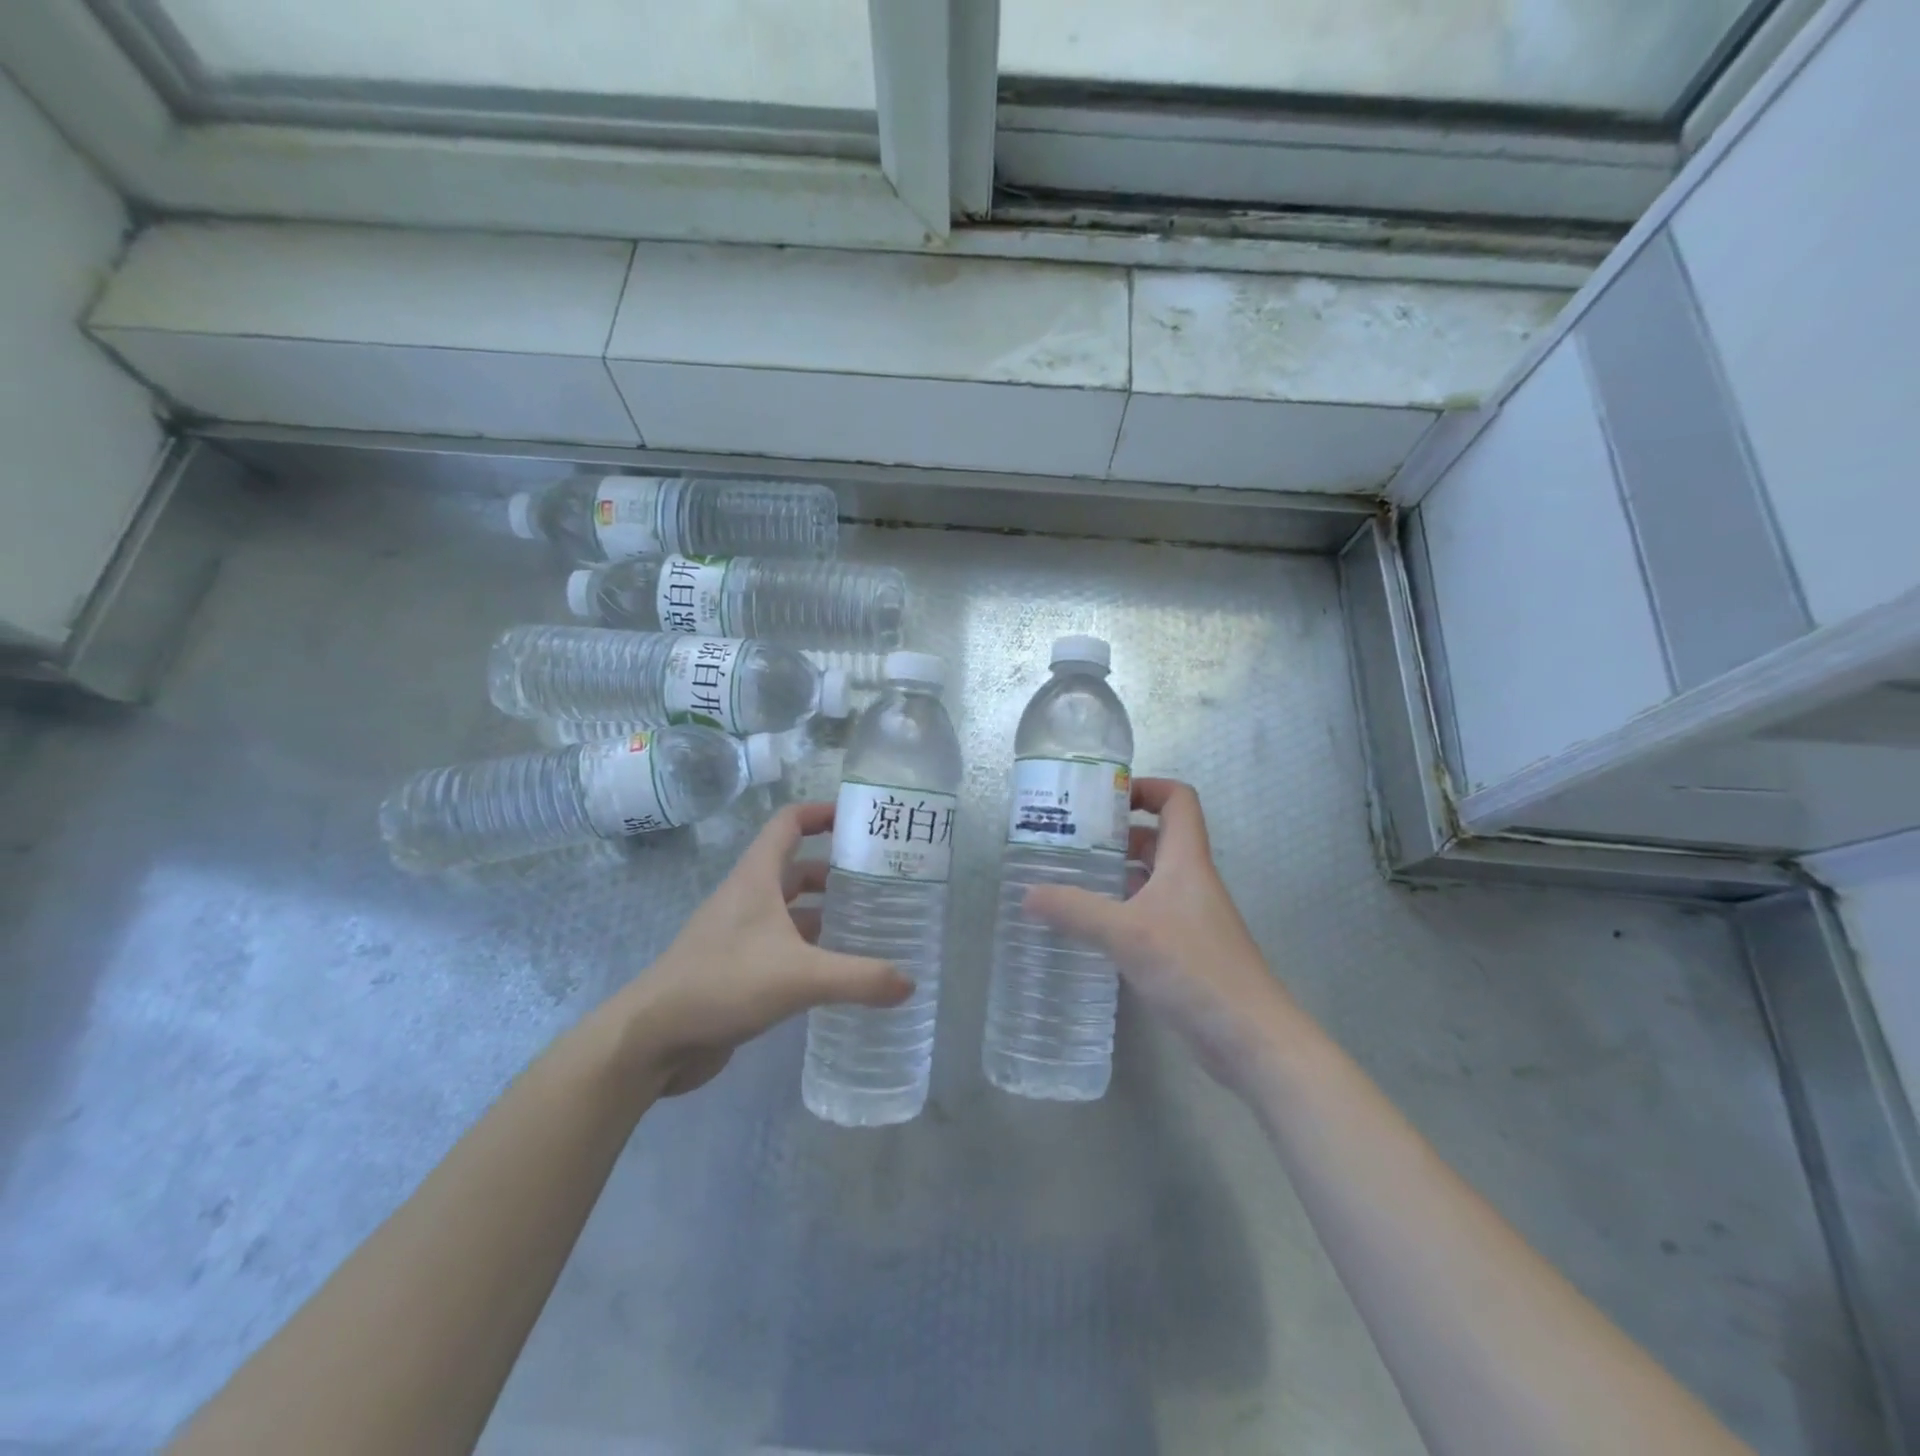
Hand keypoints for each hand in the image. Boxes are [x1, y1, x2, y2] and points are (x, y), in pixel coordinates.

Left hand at [611, 802, 911, 1095]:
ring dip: (824, 911)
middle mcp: (747, 898)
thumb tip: (910, 983)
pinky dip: (810, 948)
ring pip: (790, 909)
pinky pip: (782, 945)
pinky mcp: (737, 969)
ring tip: (869, 923)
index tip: (860, 820)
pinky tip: (838, 969)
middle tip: (880, 880)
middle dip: (836, 869)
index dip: (822, 812)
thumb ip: (859, 977)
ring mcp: (739, 934)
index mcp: (756, 878)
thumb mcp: (799, 977)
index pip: (788, 823)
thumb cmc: (722, 984)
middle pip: (796, 867)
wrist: (651, 1040)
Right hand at [1024, 778, 1295, 1089]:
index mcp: (1186, 860)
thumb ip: (1076, 911)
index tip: (1103, 799)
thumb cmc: (1195, 969)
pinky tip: (1088, 928)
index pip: (1177, 800)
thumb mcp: (1127, 934)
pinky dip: (1119, 911)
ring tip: (1067, 880)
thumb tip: (1027, 894)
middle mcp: (1189, 880)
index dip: (1146, 787)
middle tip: (1068, 842)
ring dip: (1113, 875)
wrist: (1250, 1038)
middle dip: (1114, 835)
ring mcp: (1189, 916)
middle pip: (1155, 838)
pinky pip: (1147, 914)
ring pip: (1148, 879)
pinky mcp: (1184, 949)